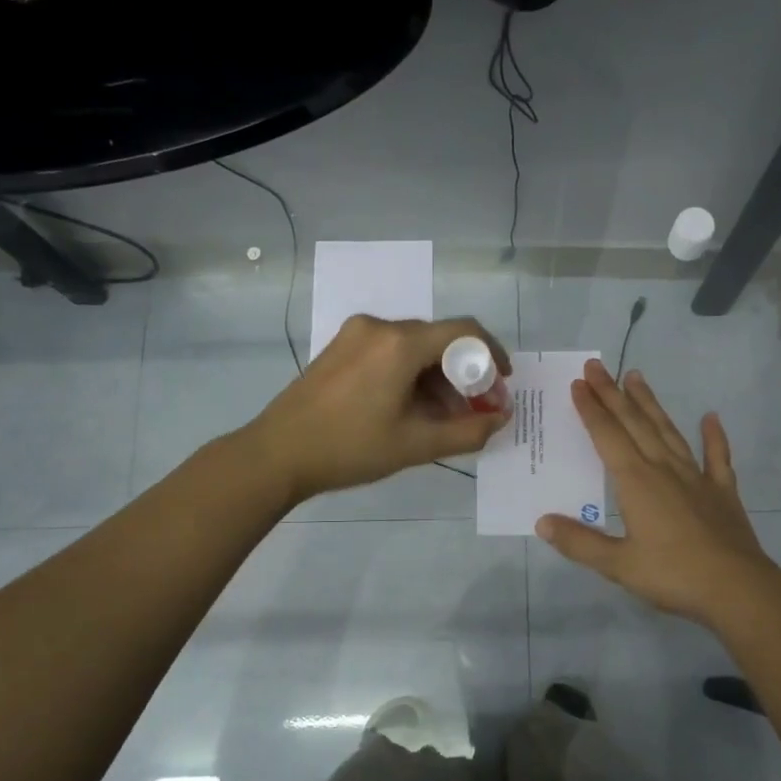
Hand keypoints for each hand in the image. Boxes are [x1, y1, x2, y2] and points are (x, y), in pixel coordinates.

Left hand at [246, 314, 511, 502]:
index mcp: (400, 343)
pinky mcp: (340, 348)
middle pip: (439, 340)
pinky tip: (411, 408)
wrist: (277, 454)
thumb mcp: (416, 445)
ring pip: (414, 347)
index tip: (502, 384)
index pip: (464, 331)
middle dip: (464, 373)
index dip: (492, 354)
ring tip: (444, 418)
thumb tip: (501, 419)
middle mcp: (379, 327)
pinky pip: (390, 352)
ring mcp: (355, 334)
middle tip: (475, 410)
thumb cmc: (350, 448)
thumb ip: (468, 431)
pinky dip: (411, 374)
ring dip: (437, 377)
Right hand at [535, 360, 780, 627]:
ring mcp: (697, 478)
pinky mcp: (722, 492)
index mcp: (636, 482)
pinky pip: (717, 457)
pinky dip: (714, 437)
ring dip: (651, 405)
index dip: (591, 409)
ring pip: (668, 432)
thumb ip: (579, 542)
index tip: (579, 383)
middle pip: (634, 424)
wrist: (738, 589)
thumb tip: (542, 522)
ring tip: (637, 377)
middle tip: (597, 366)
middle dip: (613, 394)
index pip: (608, 436)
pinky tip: (711, 418)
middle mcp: (664, 469)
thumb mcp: (618, 565)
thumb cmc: (673, 576)